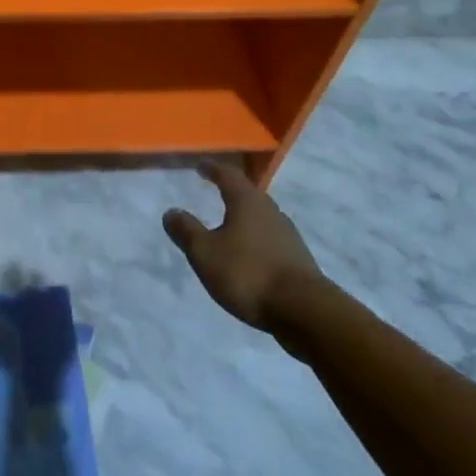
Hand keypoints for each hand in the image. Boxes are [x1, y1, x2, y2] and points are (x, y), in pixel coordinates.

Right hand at [163, 162, 325, 330]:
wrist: (304, 310)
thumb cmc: (248, 273)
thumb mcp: (205, 253)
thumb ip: (187, 231)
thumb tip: (171, 211)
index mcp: (247, 202)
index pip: (228, 175)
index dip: (213, 169)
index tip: (201, 165)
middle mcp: (270, 211)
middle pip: (248, 194)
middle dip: (231, 191)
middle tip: (216, 190)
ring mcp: (288, 235)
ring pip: (262, 217)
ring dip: (245, 217)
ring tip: (230, 224)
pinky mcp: (298, 259)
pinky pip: (271, 239)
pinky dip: (256, 240)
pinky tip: (250, 254)